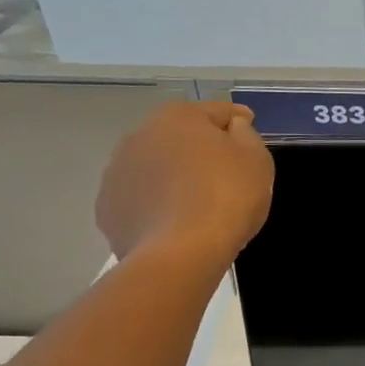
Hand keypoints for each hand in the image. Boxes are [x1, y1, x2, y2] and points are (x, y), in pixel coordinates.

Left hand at [95, 102, 273, 265]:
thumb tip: (232, 128)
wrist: (180, 253)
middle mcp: (139, 136)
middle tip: (225, 170)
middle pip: (180, 137)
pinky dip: (156, 205)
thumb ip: (245, 135)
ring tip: (197, 201)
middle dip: (200, 148)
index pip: (216, 111)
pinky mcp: (108, 210)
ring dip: (173, 176)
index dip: (237, 120)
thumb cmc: (226, 197)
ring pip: (155, 168)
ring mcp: (116, 174)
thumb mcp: (256, 159)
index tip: (248, 127)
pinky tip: (175, 222)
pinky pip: (141, 200)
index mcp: (177, 117)